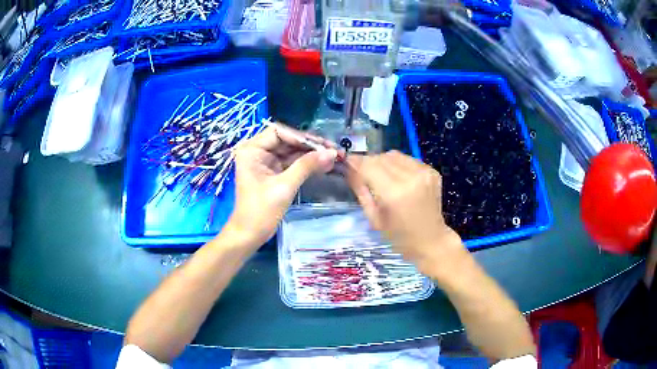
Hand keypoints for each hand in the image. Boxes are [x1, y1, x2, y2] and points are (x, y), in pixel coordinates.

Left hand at [226, 124, 337, 246]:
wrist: (249, 235)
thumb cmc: (260, 211)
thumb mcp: (284, 187)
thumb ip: (306, 166)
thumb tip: (331, 153)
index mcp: (252, 149)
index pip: (279, 132)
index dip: (302, 137)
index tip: (323, 144)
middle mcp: (257, 151)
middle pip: (287, 140)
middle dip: (310, 146)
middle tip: (333, 150)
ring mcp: (265, 162)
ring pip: (291, 151)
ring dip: (311, 155)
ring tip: (333, 157)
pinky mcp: (273, 172)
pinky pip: (291, 163)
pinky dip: (306, 164)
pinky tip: (323, 165)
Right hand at [346, 151, 462, 271]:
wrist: (431, 241)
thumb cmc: (400, 237)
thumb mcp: (374, 218)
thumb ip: (361, 191)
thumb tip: (348, 169)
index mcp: (394, 194)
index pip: (369, 166)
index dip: (355, 162)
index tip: (346, 163)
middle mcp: (411, 178)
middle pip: (381, 158)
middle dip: (368, 163)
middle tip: (363, 173)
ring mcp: (424, 172)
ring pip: (394, 155)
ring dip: (383, 162)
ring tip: (382, 177)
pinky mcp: (432, 171)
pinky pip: (407, 159)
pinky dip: (398, 165)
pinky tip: (398, 179)